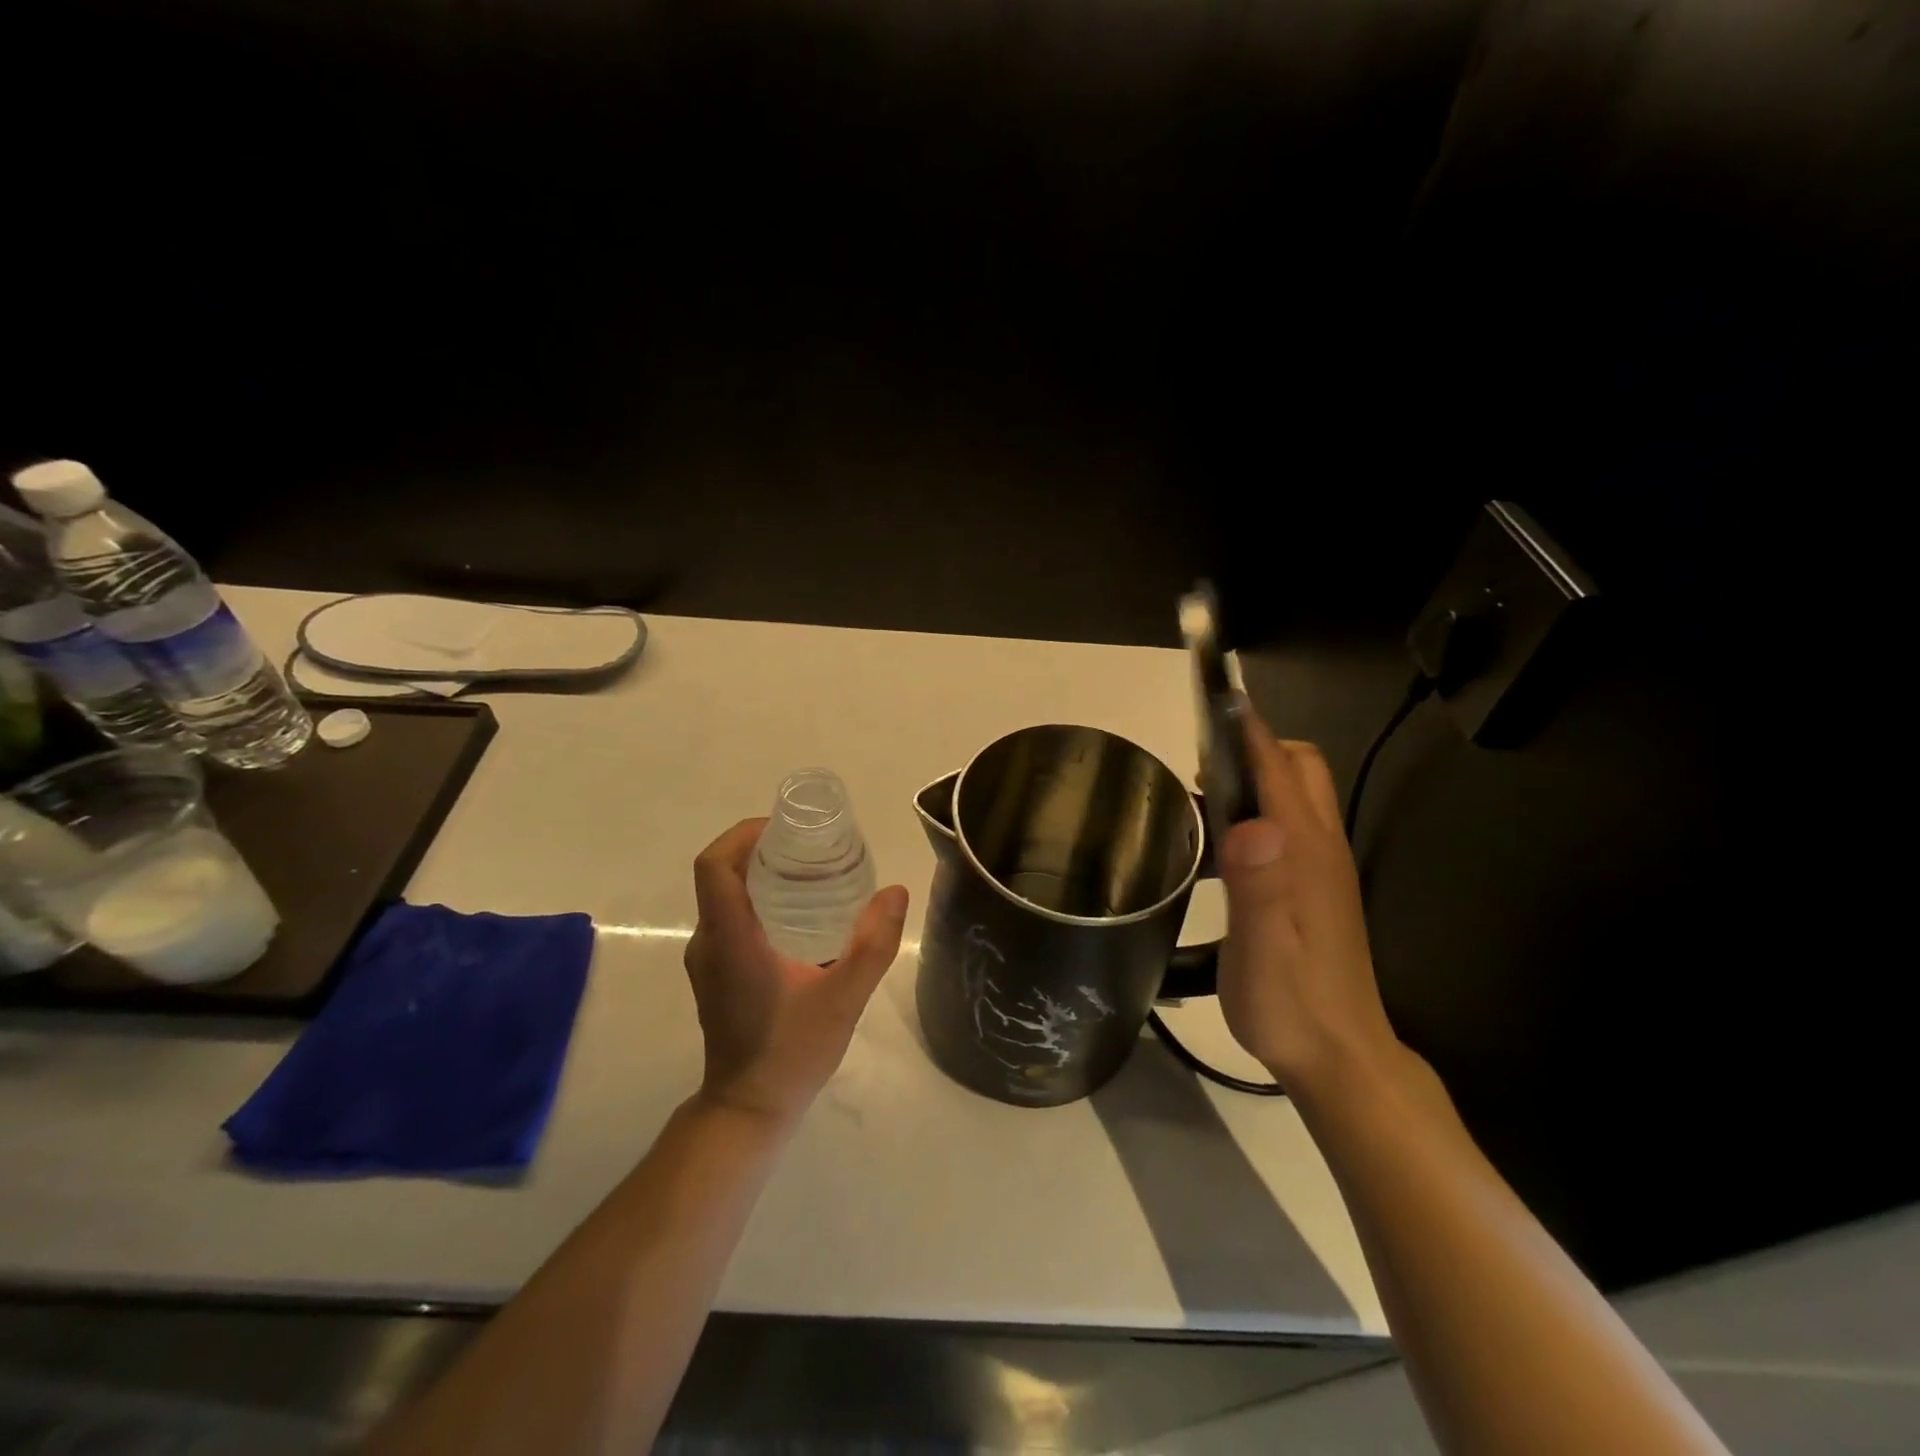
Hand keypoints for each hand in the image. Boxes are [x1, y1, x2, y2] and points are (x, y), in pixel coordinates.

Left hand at [685, 818, 909, 1125]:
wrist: (748, 1111)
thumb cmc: (791, 1053)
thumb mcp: (844, 999)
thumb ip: (873, 944)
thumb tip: (895, 891)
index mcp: (730, 940)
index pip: (714, 867)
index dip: (742, 834)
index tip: (784, 829)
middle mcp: (708, 943)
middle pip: (721, 875)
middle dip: (760, 849)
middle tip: (811, 848)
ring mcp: (706, 959)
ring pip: (724, 897)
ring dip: (759, 875)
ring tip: (810, 875)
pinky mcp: (713, 973)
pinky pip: (729, 918)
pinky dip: (757, 901)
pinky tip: (798, 917)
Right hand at [1214, 708, 1402, 1097]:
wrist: (1340, 1058)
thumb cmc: (1291, 1003)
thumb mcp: (1263, 950)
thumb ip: (1259, 886)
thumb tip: (1250, 824)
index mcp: (1305, 851)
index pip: (1279, 769)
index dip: (1248, 730)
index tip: (1215, 699)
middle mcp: (1320, 847)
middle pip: (1300, 768)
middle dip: (1257, 746)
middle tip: (1203, 761)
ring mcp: (1321, 868)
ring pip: (1297, 795)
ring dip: (1256, 776)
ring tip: (1203, 793)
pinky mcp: (1314, 888)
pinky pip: (1289, 824)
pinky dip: (1258, 809)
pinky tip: (1224, 844)